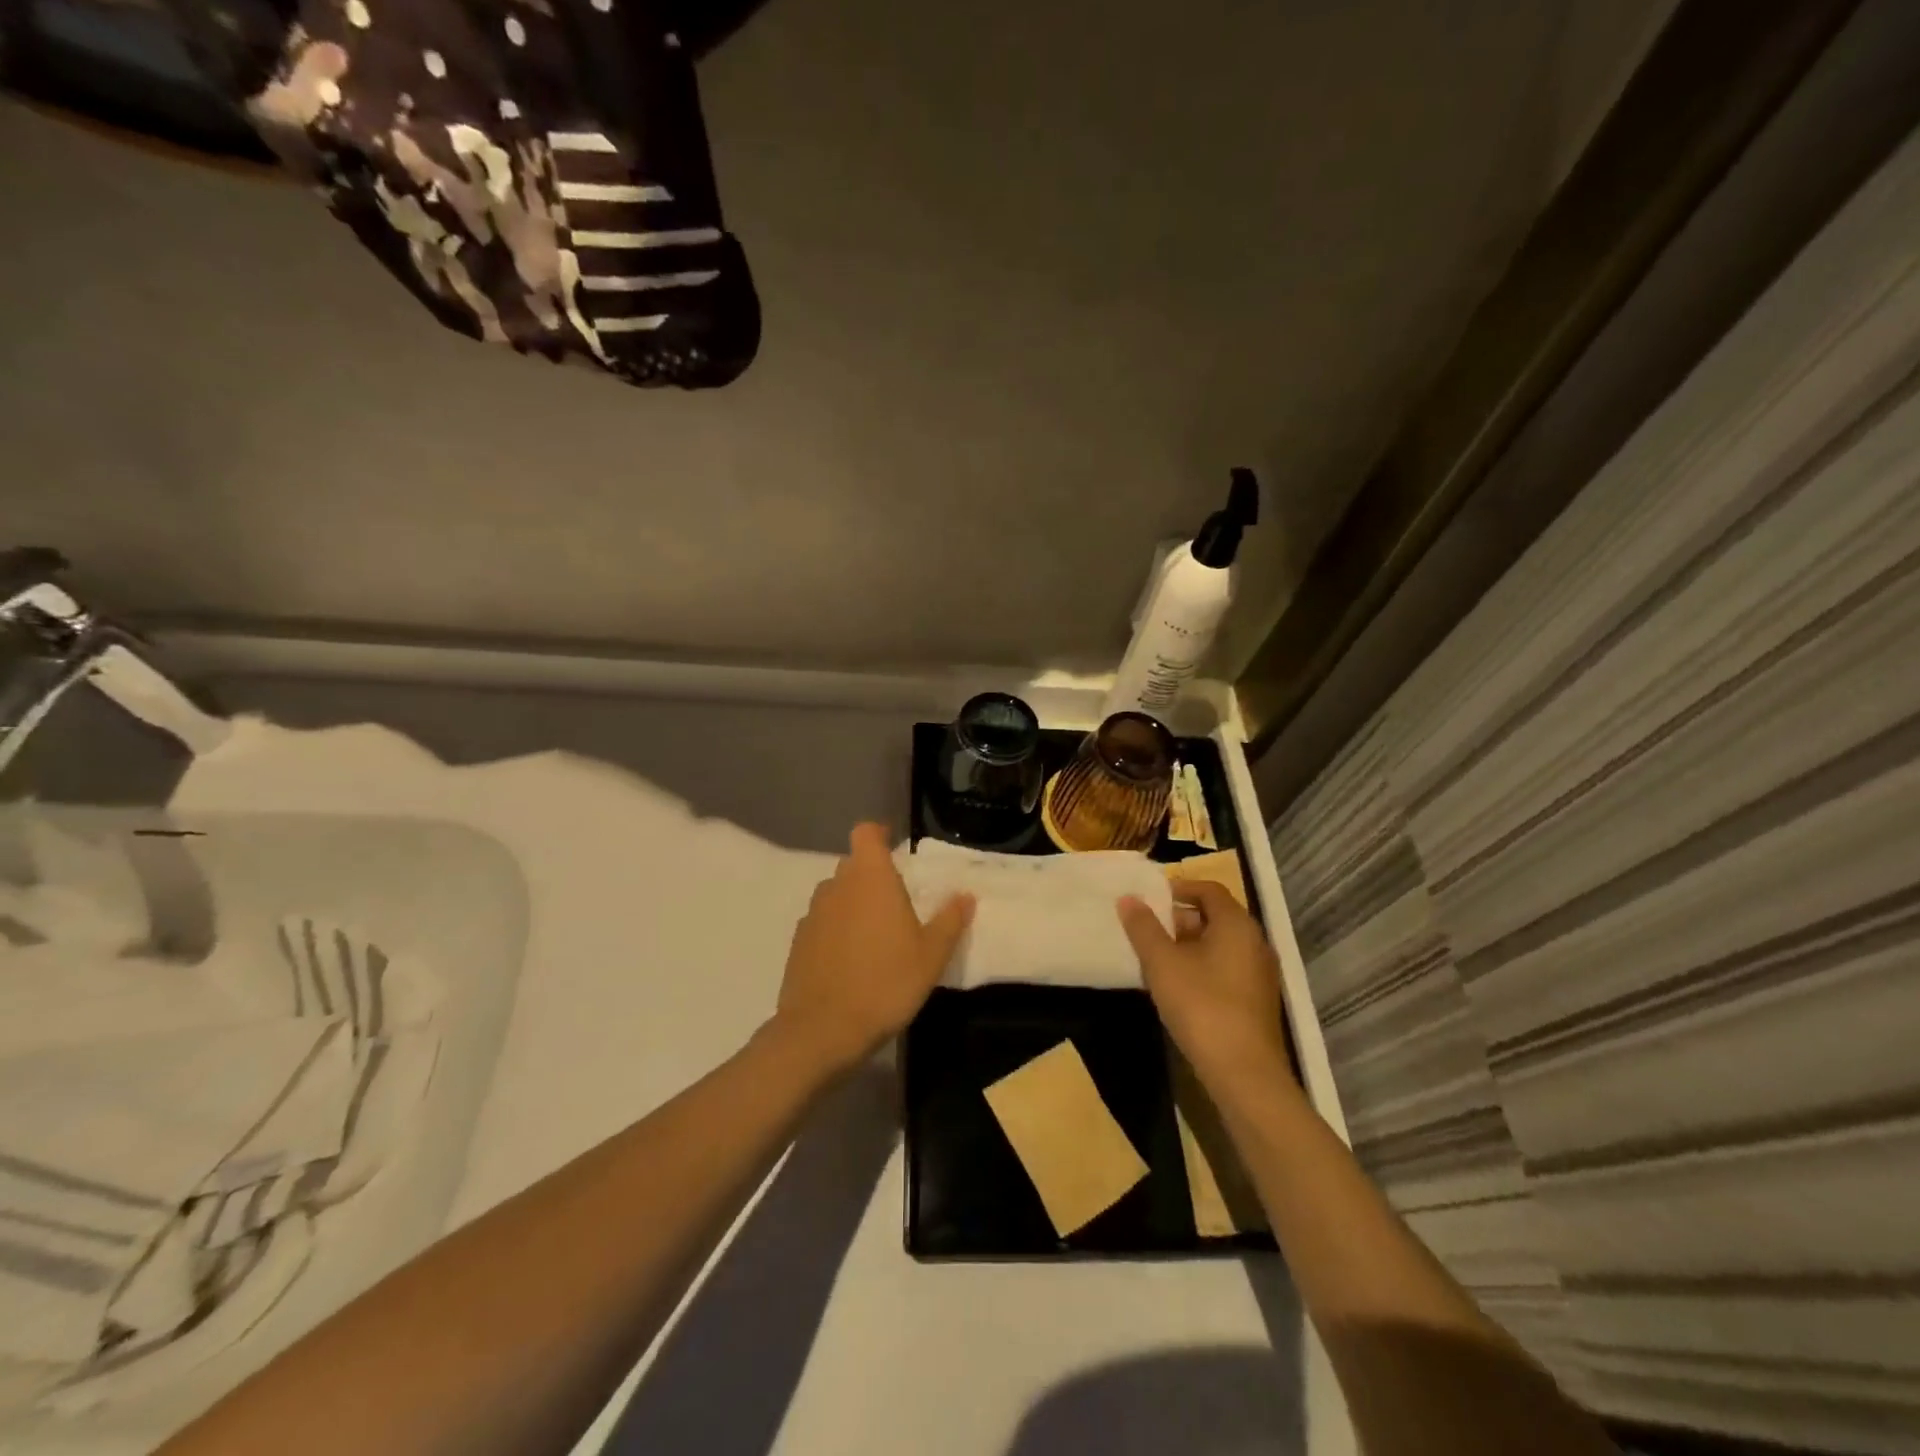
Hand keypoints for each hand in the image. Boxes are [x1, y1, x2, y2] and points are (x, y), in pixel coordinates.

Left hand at [774, 823, 973, 1070]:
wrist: (822, 1030)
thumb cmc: (886, 983)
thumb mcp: (931, 956)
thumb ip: (950, 920)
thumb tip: (965, 895)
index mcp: (870, 878)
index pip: (866, 833)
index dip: (880, 834)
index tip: (896, 847)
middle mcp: (837, 886)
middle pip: (853, 864)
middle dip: (873, 875)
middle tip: (898, 902)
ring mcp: (813, 914)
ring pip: (836, 894)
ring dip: (854, 904)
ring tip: (876, 935)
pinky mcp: (798, 942)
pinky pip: (823, 922)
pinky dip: (836, 930)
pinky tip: (852, 960)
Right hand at [1118, 880, 1292, 1097]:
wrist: (1243, 1073)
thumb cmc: (1201, 1005)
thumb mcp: (1162, 963)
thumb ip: (1143, 928)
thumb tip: (1129, 898)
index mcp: (1236, 925)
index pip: (1209, 890)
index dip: (1179, 888)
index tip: (1149, 898)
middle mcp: (1255, 943)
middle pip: (1215, 916)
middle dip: (1180, 918)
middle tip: (1147, 929)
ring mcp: (1259, 974)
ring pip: (1220, 945)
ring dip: (1188, 945)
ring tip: (1155, 958)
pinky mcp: (1256, 1001)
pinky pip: (1226, 968)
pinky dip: (1201, 967)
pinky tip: (1177, 987)